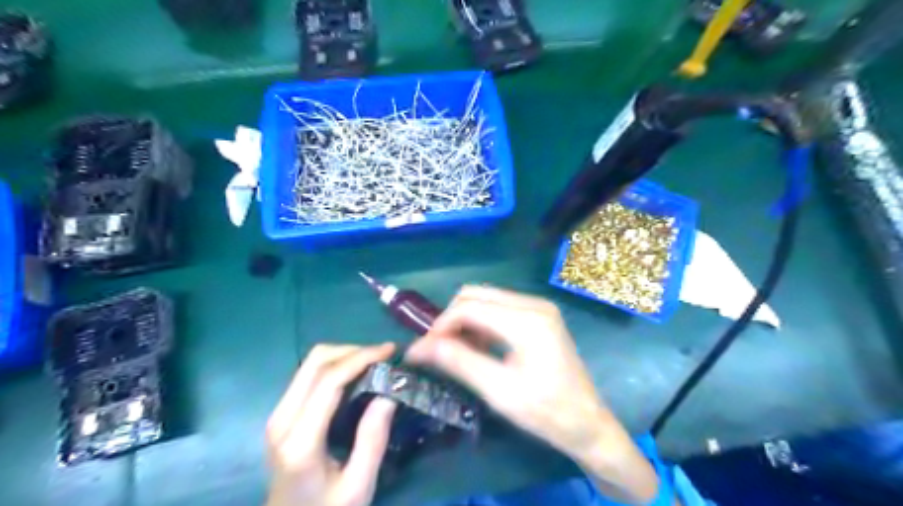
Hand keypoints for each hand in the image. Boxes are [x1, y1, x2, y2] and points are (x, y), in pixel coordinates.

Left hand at [266, 343, 394, 505]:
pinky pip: (309, 374)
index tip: (391, 351)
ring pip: (310, 363)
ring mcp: (278, 414)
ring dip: (345, 355)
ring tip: (375, 362)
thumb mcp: (358, 486)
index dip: (361, 357)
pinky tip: (357, 374)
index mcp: (300, 440)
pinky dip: (336, 365)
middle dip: (354, 350)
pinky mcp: (282, 414)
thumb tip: (389, 391)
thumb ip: (373, 439)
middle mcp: (282, 419)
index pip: (329, 380)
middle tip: (385, 356)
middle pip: (315, 361)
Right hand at [406, 286, 660, 503]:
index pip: (469, 308)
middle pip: (475, 295)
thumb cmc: (546, 412)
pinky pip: (499, 308)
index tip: (421, 351)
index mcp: (527, 320)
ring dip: (464, 320)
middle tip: (436, 350)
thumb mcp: (499, 391)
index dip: (439, 326)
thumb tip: (419, 347)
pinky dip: (481, 323)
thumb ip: (459, 362)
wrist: (588, 424)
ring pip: (486, 299)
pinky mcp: (539, 316)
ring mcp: (538, 307)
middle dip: (450, 319)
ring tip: (454, 351)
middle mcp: (533, 304)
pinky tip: (477, 347)